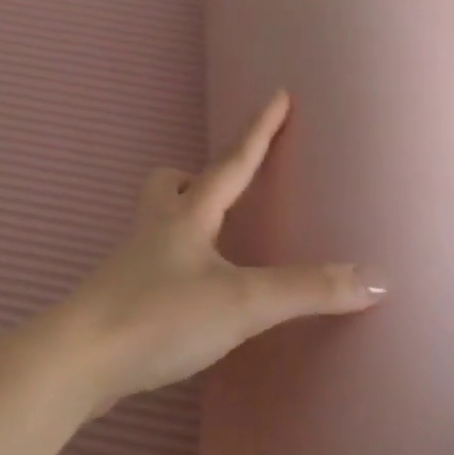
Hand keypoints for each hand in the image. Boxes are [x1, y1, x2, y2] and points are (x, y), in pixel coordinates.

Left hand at [59, 90, 383, 409]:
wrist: (79, 361)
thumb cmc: (160, 316)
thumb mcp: (242, 303)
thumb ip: (307, 290)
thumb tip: (374, 280)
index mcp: (186, 216)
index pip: (232, 163)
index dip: (259, 130)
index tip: (277, 94)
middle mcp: (154, 230)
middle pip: (168, 184)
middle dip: (196, 178)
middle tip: (221, 189)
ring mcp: (131, 263)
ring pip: (156, 223)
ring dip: (184, 220)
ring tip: (213, 241)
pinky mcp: (119, 298)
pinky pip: (151, 264)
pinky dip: (174, 265)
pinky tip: (187, 293)